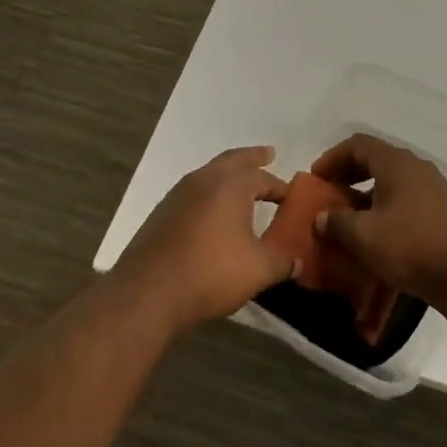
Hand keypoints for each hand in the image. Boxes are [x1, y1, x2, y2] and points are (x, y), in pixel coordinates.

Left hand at [111, 147, 295, 334]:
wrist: (148, 292)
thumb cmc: (211, 272)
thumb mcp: (257, 270)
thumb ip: (281, 262)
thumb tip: (298, 262)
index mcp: (231, 184)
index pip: (262, 177)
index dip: (279, 186)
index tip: (291, 196)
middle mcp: (204, 179)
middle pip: (233, 160)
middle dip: (252, 158)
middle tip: (268, 155)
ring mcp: (178, 194)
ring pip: (209, 174)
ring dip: (228, 176)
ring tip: (241, 187)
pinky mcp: (162, 213)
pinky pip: (193, 193)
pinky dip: (209, 195)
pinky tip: (213, 214)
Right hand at [310, 134, 446, 304]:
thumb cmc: (411, 247)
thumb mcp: (364, 237)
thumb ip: (337, 223)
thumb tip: (321, 217)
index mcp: (396, 163)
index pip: (358, 144)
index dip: (333, 157)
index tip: (316, 178)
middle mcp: (416, 166)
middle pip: (376, 159)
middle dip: (349, 175)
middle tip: (330, 194)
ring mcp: (434, 186)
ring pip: (393, 180)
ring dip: (368, 193)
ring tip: (351, 217)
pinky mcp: (445, 208)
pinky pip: (407, 197)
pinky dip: (387, 206)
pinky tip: (381, 232)